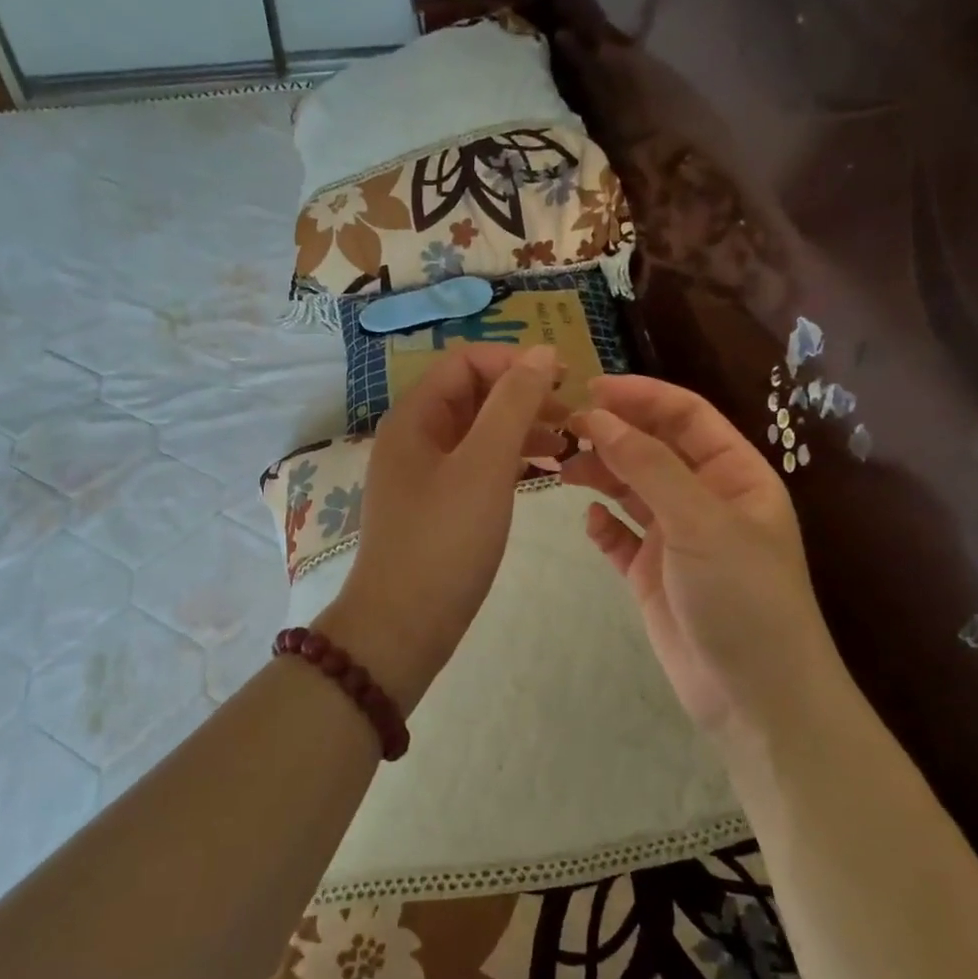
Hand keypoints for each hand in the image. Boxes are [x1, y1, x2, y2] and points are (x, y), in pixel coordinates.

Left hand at [318, 344, 567, 711]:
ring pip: (478, 430)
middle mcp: (414, 436)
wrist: (402, 626)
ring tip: (568, 446)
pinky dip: (508, 460)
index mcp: (415, 416)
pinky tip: (542, 470)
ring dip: (521, 428)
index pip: (466, 361)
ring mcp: (423, 472)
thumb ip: (514, 403)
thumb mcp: (485, 465)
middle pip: (473, 394)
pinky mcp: (436, 504)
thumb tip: (542, 352)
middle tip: (575, 418)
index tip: (566, 380)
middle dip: (523, 396)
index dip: (516, 362)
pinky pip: (476, 464)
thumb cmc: (444, 540)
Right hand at [565, 376, 837, 729]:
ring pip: (632, 490)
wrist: (755, 698)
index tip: (589, 388)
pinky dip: (603, 525)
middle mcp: (705, 499)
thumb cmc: (743, 598)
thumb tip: (599, 417)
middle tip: (561, 428)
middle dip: (612, 434)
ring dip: (600, 474)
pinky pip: (621, 537)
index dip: (641, 396)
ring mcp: (678, 538)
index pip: (686, 416)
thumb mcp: (701, 522)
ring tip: (561, 468)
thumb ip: (649, 467)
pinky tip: (589, 522)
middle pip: (653, 449)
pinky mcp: (652, 575)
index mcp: (735, 475)